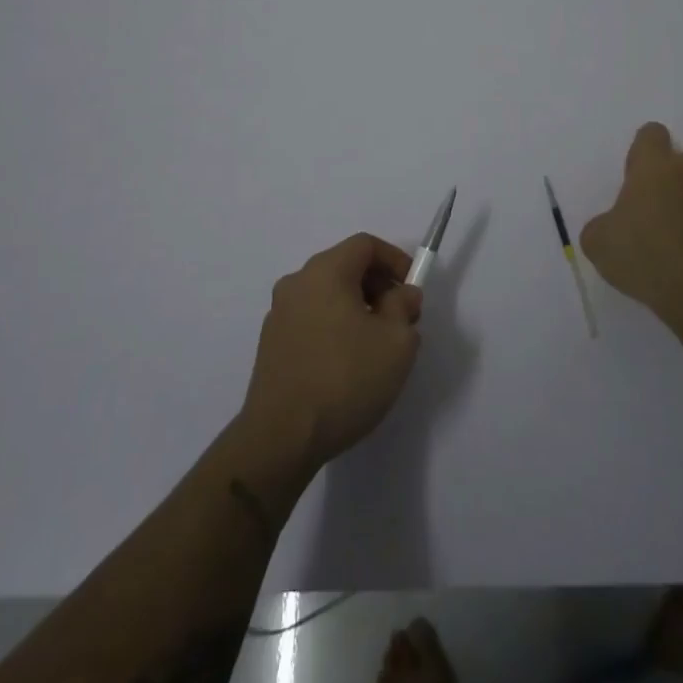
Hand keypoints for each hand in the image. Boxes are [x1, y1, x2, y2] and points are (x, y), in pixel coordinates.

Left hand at [240, 234, 423, 470]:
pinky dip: (334, 327)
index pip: (365, 245)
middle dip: (378, 286)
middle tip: (400, 320)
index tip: (412, 289)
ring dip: (357, 308)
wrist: (281, 437)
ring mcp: (278, 314)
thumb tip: (401, 295)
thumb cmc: (345, 379)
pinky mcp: (270, 344)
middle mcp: (297, 283)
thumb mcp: (396, 342)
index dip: (395, 259)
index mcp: (325, 272)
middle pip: (345, 267)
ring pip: (328, 295)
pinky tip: (347, 365)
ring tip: (376, 346)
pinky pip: (312, 319)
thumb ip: (404, 308)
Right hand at [580, 122, 682, 327]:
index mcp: (653, 168)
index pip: (652, 133)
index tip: (634, 175)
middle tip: (655, 202)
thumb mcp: (597, 243)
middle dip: (673, 172)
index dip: (642, 150)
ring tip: (676, 230)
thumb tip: (611, 226)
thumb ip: (601, 224)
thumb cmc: (643, 256)